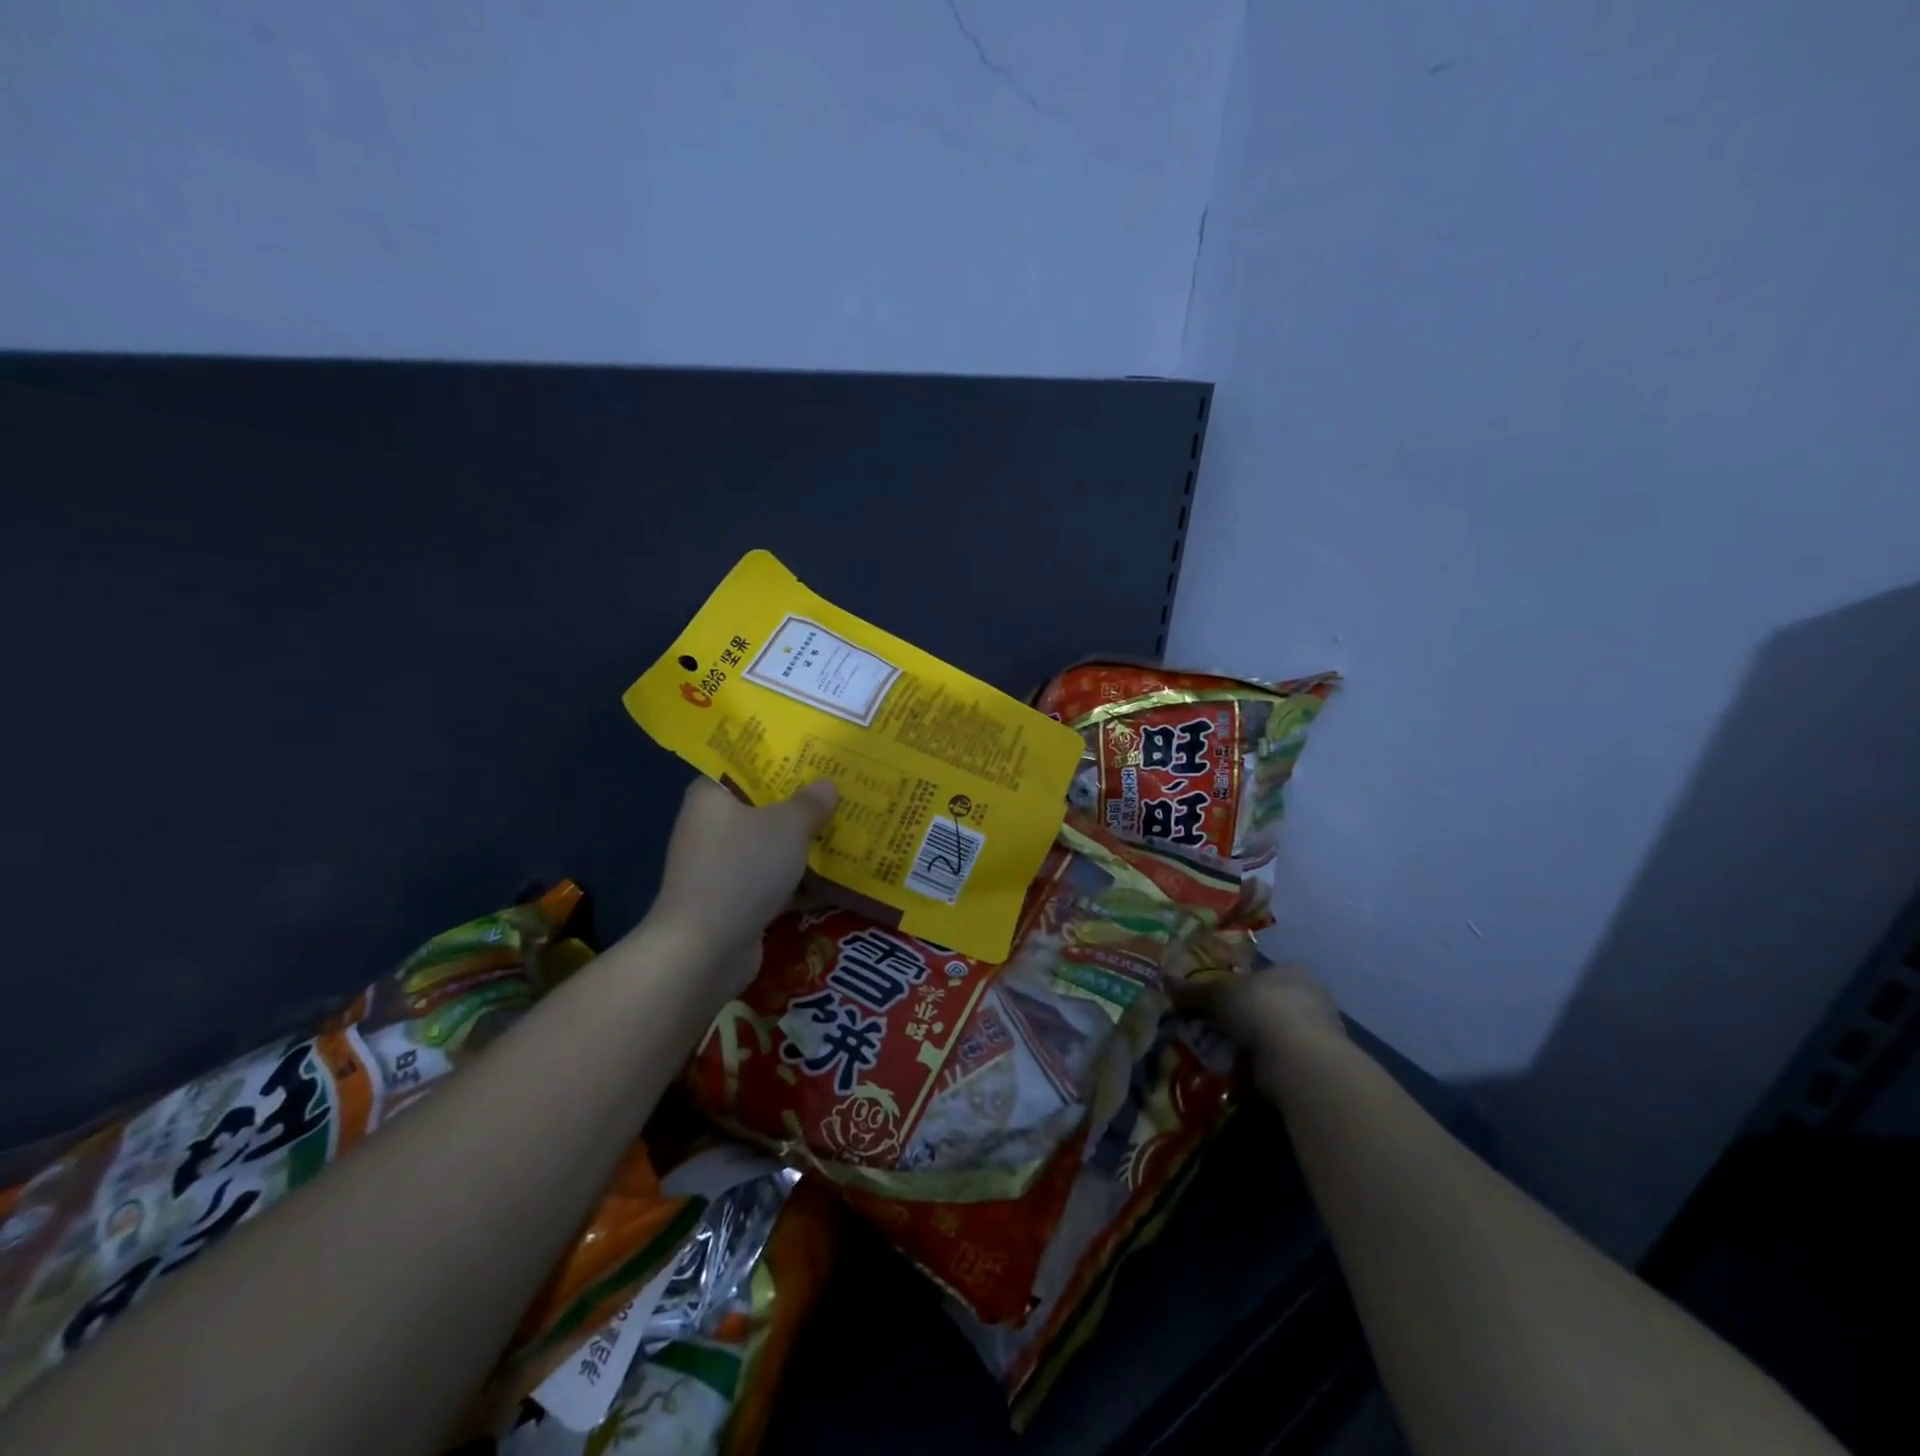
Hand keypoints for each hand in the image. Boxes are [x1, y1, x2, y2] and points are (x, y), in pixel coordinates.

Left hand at [646, 776, 838, 992]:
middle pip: (763, 809)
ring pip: (770, 848)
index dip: (782, 762)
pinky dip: (798, 883)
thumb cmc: (743, 868)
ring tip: (848, 834)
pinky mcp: (732, 902)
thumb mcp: (788, 826)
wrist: (705, 949)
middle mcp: (710, 827)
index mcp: (712, 796)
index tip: (818, 760)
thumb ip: (810, 803)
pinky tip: (837, 882)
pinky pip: (772, 882)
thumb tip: (827, 785)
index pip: (746, 767)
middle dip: (802, 807)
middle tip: (842, 795)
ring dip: (804, 847)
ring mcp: (719, 868)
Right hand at [1175, 962, 1346, 1096]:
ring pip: (1272, 1034)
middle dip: (1242, 1017)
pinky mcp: (1314, 1066)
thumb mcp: (1217, 994)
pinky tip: (1238, 1070)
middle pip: (1266, 1004)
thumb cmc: (1260, 1007)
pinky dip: (1259, 1065)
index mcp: (1292, 970)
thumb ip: (1193, 991)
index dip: (1237, 985)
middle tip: (1213, 1026)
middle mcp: (1311, 997)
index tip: (1216, 999)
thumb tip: (1165, 982)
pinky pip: (1277, 1060)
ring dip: (1249, 1043)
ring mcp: (1317, 1033)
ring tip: (1220, 1051)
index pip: (1262, 974)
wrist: (1297, 1058)